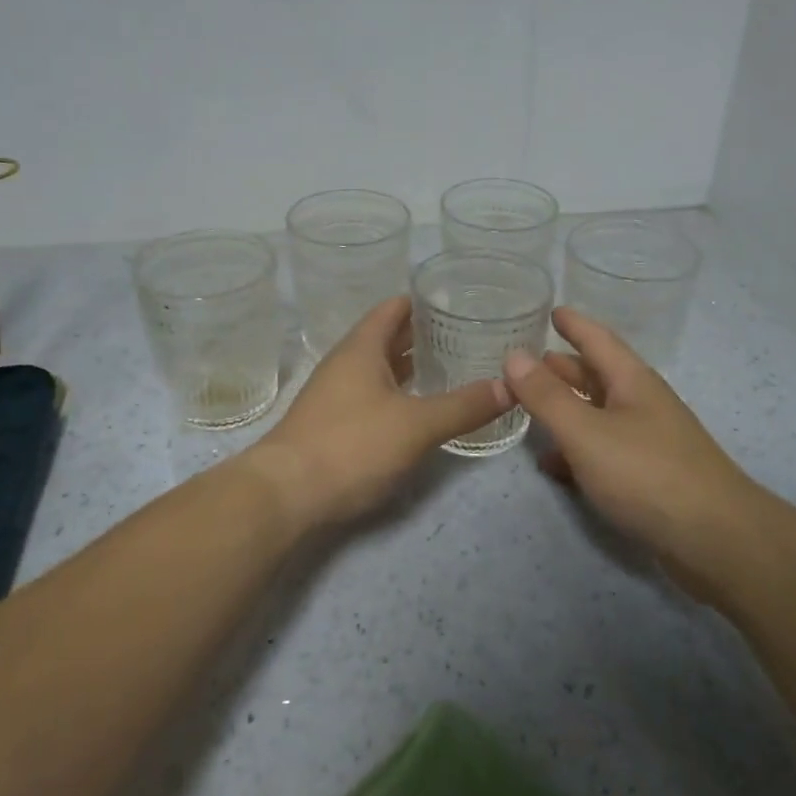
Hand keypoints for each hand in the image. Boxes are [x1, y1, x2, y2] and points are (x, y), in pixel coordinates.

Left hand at [246, 296, 510, 530]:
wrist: (285, 494)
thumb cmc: (351, 445)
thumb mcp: (416, 425)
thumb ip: (464, 406)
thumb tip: (510, 386)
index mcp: (361, 348)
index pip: (394, 308)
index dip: (424, 301)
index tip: (458, 301)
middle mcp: (345, 363)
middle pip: (387, 337)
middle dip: (423, 334)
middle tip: (467, 334)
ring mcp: (335, 394)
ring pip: (379, 368)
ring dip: (410, 366)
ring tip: (451, 366)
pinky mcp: (332, 424)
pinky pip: (372, 395)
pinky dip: (398, 393)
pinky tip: (419, 408)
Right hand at [502, 306, 750, 560]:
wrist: (716, 541)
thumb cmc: (648, 474)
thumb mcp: (586, 432)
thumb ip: (547, 396)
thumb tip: (514, 355)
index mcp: (632, 382)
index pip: (598, 339)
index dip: (574, 324)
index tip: (552, 309)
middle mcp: (642, 404)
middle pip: (598, 375)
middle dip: (564, 367)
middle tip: (528, 361)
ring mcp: (648, 442)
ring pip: (598, 414)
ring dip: (567, 408)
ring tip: (530, 407)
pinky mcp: (648, 478)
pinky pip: (603, 451)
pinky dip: (575, 450)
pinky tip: (552, 463)